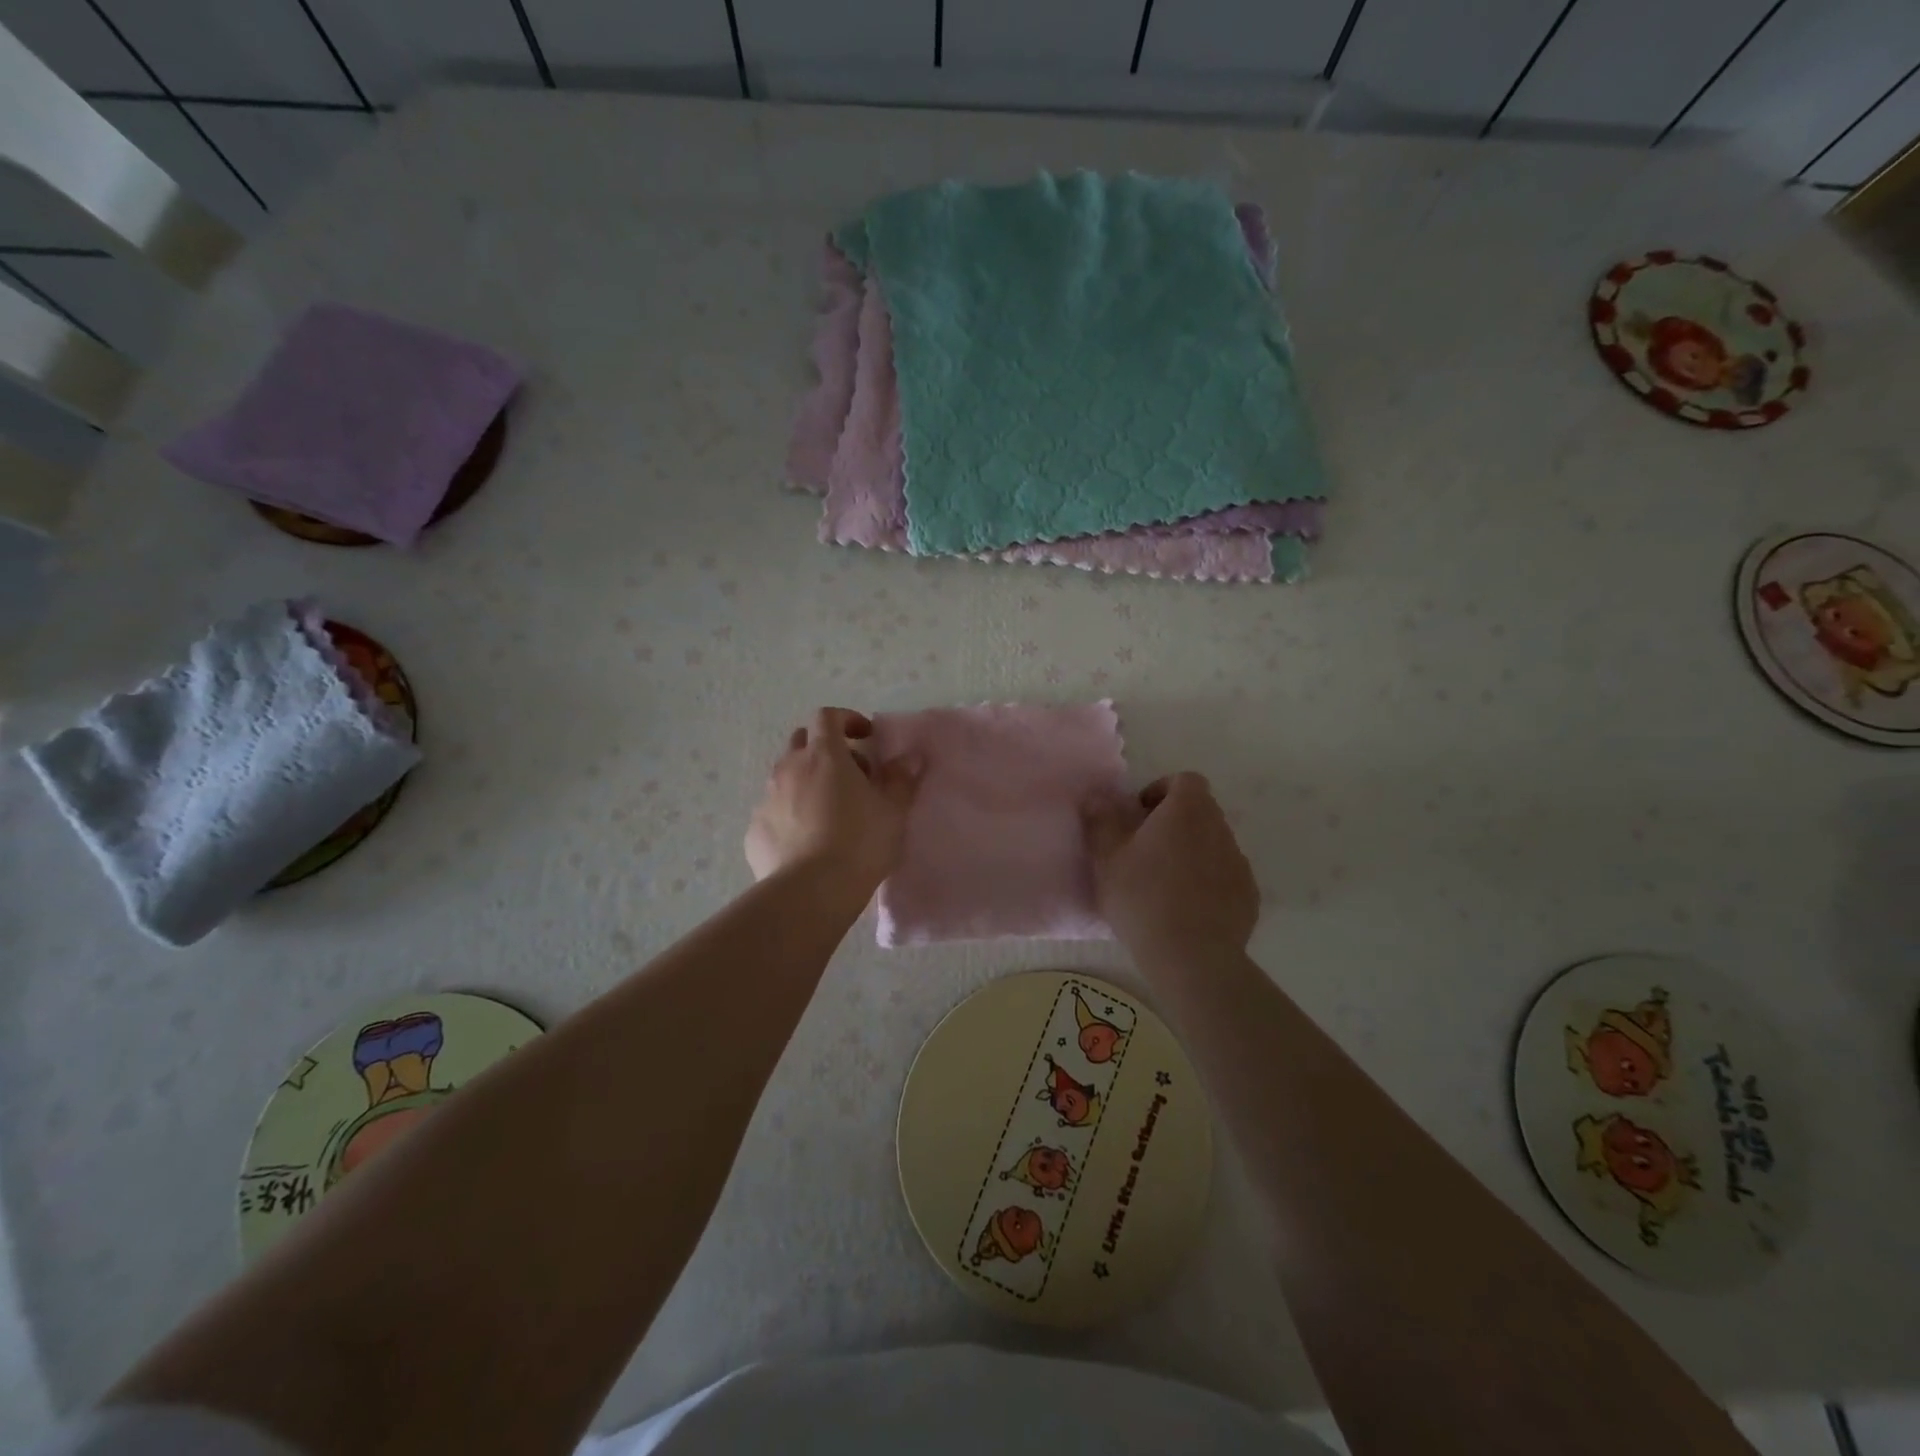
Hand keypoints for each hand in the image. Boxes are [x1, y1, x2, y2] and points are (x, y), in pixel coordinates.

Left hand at [745, 708, 920, 892]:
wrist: (810, 892)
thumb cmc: (859, 842)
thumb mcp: (893, 810)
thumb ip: (901, 779)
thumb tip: (911, 757)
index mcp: (824, 755)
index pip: (827, 717)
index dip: (846, 719)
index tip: (866, 736)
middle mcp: (789, 768)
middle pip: (802, 742)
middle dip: (825, 750)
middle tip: (851, 776)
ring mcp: (767, 799)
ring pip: (786, 777)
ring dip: (807, 782)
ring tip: (830, 813)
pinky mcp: (754, 830)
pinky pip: (774, 811)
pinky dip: (791, 814)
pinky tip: (808, 842)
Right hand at [1082, 772, 1258, 958]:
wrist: (1192, 957)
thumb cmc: (1142, 897)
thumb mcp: (1107, 857)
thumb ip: (1100, 820)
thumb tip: (1096, 796)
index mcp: (1188, 811)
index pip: (1185, 780)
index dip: (1160, 791)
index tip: (1139, 817)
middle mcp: (1220, 829)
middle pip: (1200, 811)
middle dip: (1174, 822)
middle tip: (1144, 850)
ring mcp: (1239, 863)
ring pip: (1213, 844)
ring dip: (1191, 852)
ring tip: (1164, 883)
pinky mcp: (1249, 896)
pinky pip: (1225, 876)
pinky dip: (1208, 882)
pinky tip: (1186, 909)